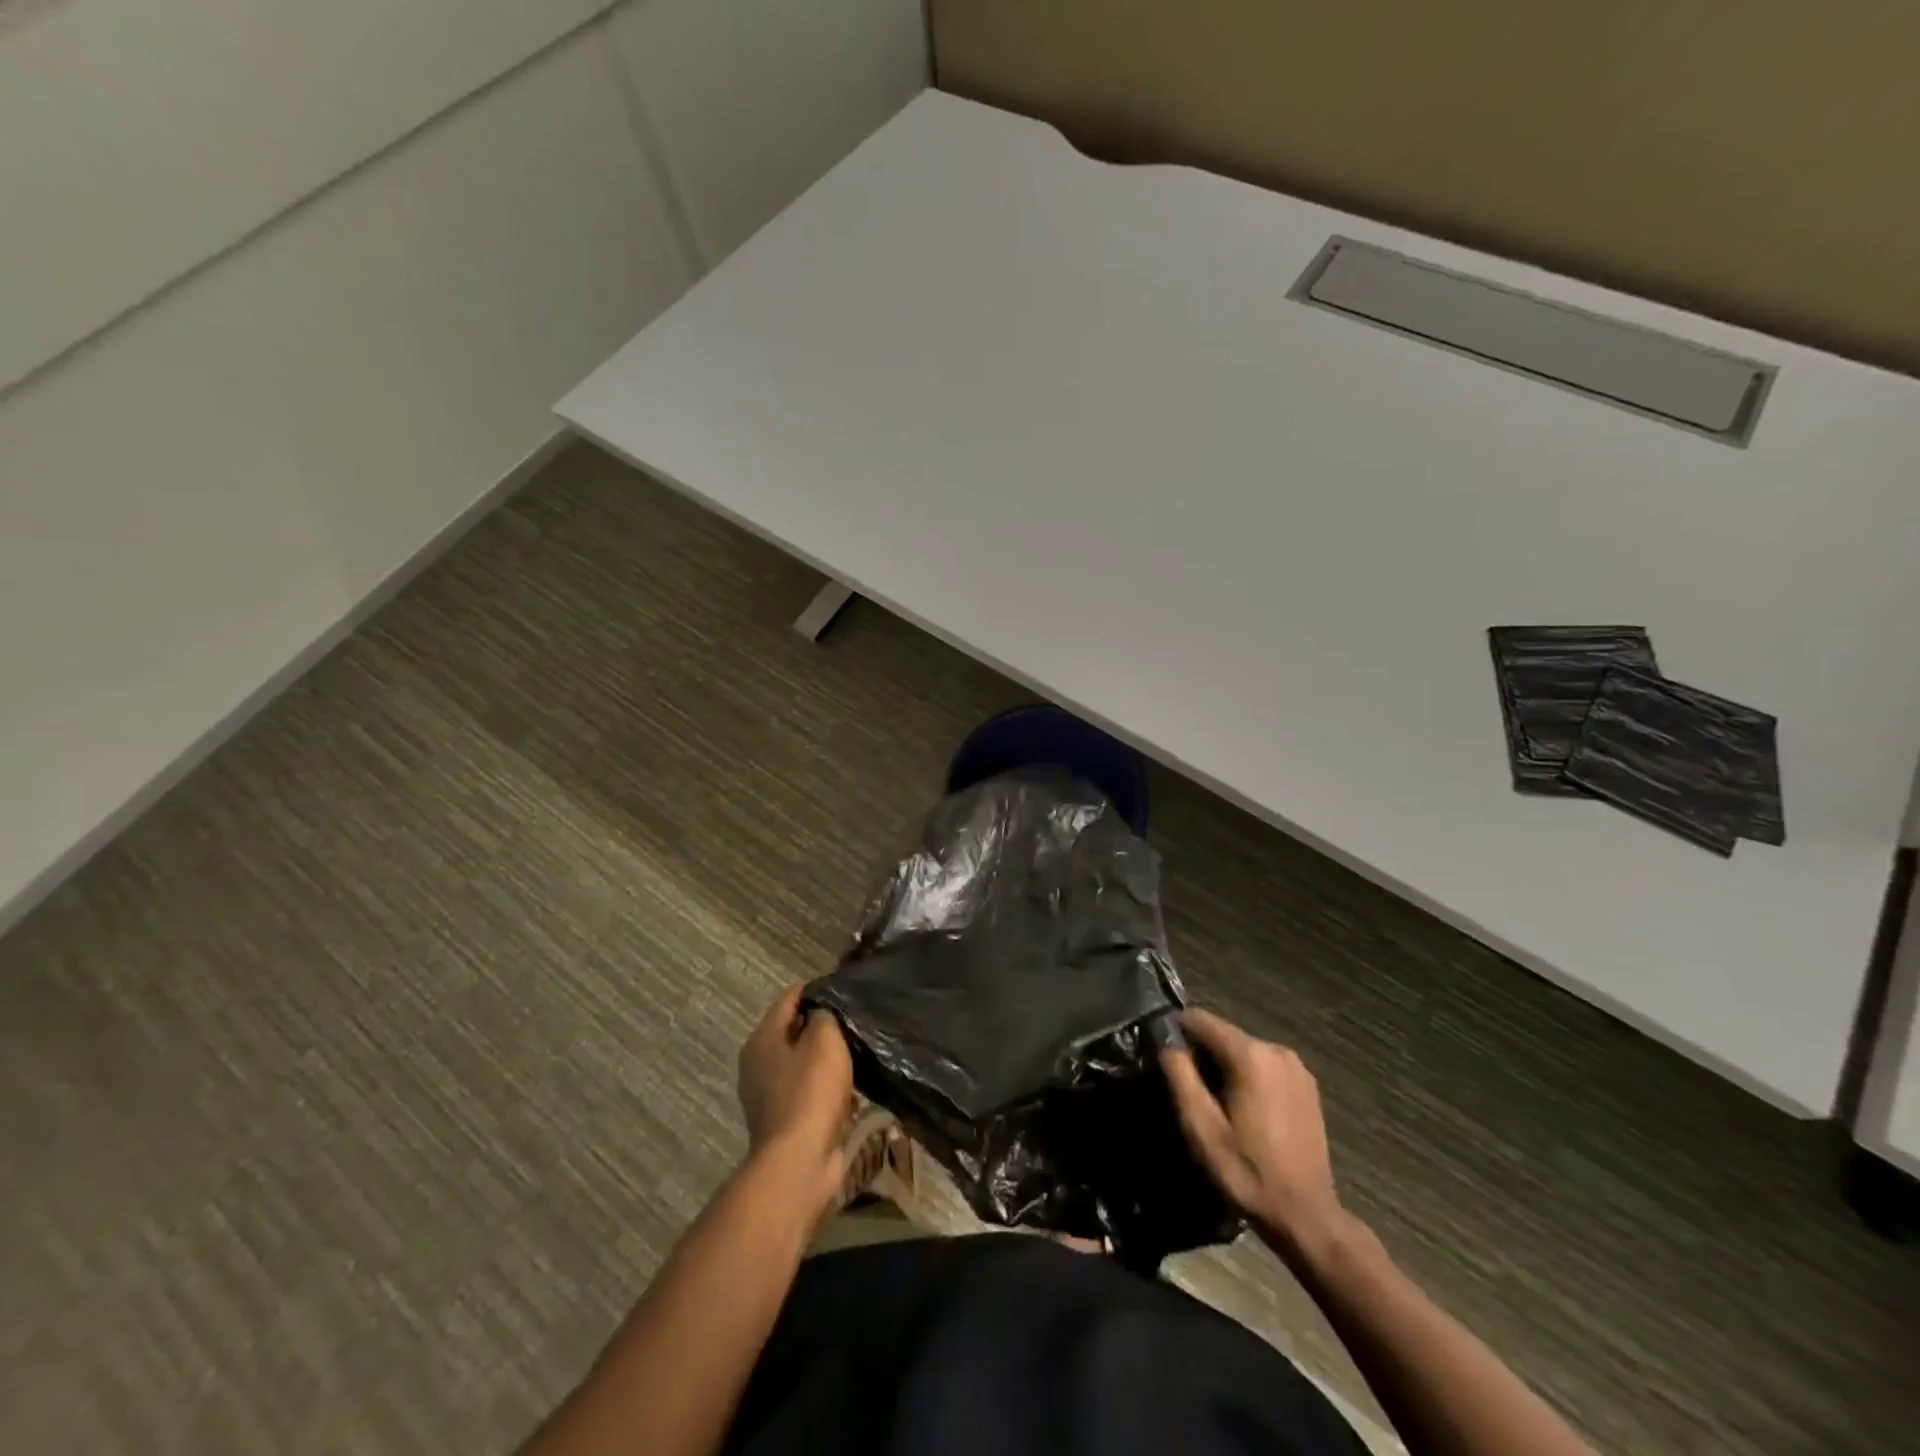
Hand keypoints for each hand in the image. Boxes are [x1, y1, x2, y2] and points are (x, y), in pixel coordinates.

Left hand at [736, 986, 854, 1212]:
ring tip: (858, 1054)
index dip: (819, 989)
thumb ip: (825, 1015)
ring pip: (803, 1063)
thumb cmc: (810, 1092)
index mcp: (762, 1039)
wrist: (799, 1163)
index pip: (791, 997)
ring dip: (827, 1059)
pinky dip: (827, 1088)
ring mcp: (768, 1095)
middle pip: (795, 1030)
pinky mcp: (784, 1121)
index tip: (847, 988)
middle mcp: (758, 1063)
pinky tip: (851, 1091)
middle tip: (855, 1021)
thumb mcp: (825, 1040)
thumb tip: (823, 1010)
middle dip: (824, 1025)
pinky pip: (809, 1092)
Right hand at [1161, 1008, 1345, 1261]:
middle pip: (1225, 1035)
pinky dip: (1248, 1075)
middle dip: (1202, 1052)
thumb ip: (1180, 1076)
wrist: (1306, 1216)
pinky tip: (1244, 1109)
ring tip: (1214, 1101)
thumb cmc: (1247, 1171)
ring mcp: (1296, 1066)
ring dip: (1225, 1065)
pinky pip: (1265, 1065)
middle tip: (1188, 1086)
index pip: (1201, 1019)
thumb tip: (1167, 1044)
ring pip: (1245, 1050)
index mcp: (1251, 1055)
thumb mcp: (1201, 1128)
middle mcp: (1276, 1049)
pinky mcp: (1307, 1085)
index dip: (1177, 1029)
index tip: (1162, 1051)